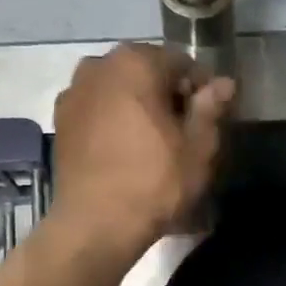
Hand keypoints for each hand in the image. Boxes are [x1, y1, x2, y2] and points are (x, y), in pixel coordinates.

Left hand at [51, 44, 234, 257]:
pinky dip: (115, 120)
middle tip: (185, 132)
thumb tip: (224, 83)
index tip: (211, 118)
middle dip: (168, 94)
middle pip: (146, 72)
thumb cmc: (155, 181)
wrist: (96, 223)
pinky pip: (99, 108)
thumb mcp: (198, 147)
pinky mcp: (61, 120)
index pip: (181, 62)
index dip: (202, 89)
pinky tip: (127, 150)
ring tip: (155, 142)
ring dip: (140, 106)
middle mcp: (99, 66)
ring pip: (120, 89)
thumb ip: (210, 107)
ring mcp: (74, 92)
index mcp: (136, 63)